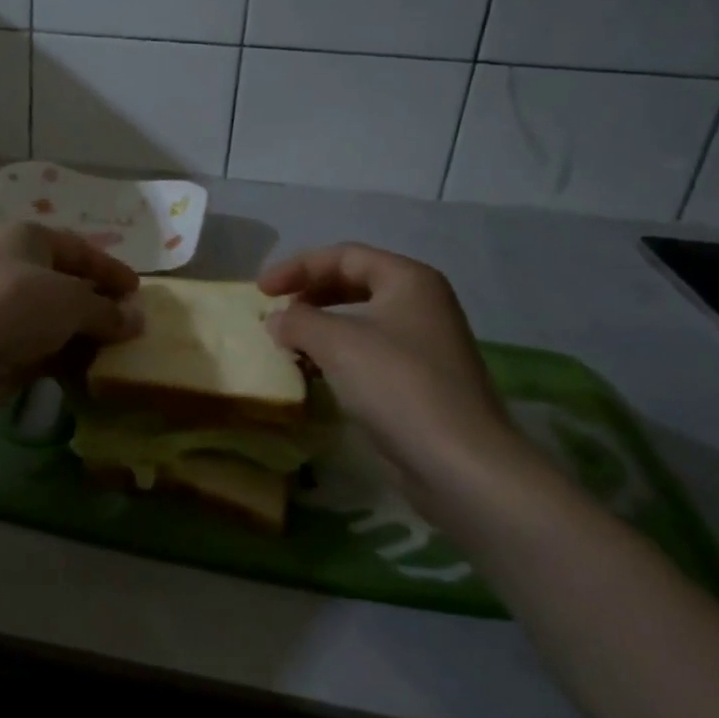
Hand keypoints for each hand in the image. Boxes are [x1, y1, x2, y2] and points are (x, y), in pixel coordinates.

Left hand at [0, 223, 141, 417]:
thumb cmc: (16, 306)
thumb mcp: (72, 301)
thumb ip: (108, 311)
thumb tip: (138, 321)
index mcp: (29, 239)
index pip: (80, 249)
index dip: (111, 269)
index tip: (140, 291)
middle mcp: (16, 268)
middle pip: (69, 284)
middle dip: (101, 304)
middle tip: (134, 324)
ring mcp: (7, 309)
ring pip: (58, 319)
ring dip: (87, 334)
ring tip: (122, 351)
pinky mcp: (3, 346)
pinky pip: (46, 348)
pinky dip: (69, 357)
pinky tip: (94, 371)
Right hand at [259, 244, 530, 494]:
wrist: (457, 460)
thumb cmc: (396, 384)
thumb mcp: (336, 343)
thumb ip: (298, 321)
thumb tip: (277, 321)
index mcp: (408, 280)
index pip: (343, 256)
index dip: (297, 267)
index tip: (261, 290)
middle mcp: (421, 303)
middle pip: (353, 283)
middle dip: (309, 294)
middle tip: (275, 311)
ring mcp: (423, 343)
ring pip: (359, 320)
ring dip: (319, 327)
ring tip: (287, 343)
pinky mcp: (419, 380)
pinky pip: (367, 352)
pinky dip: (336, 355)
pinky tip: (313, 373)